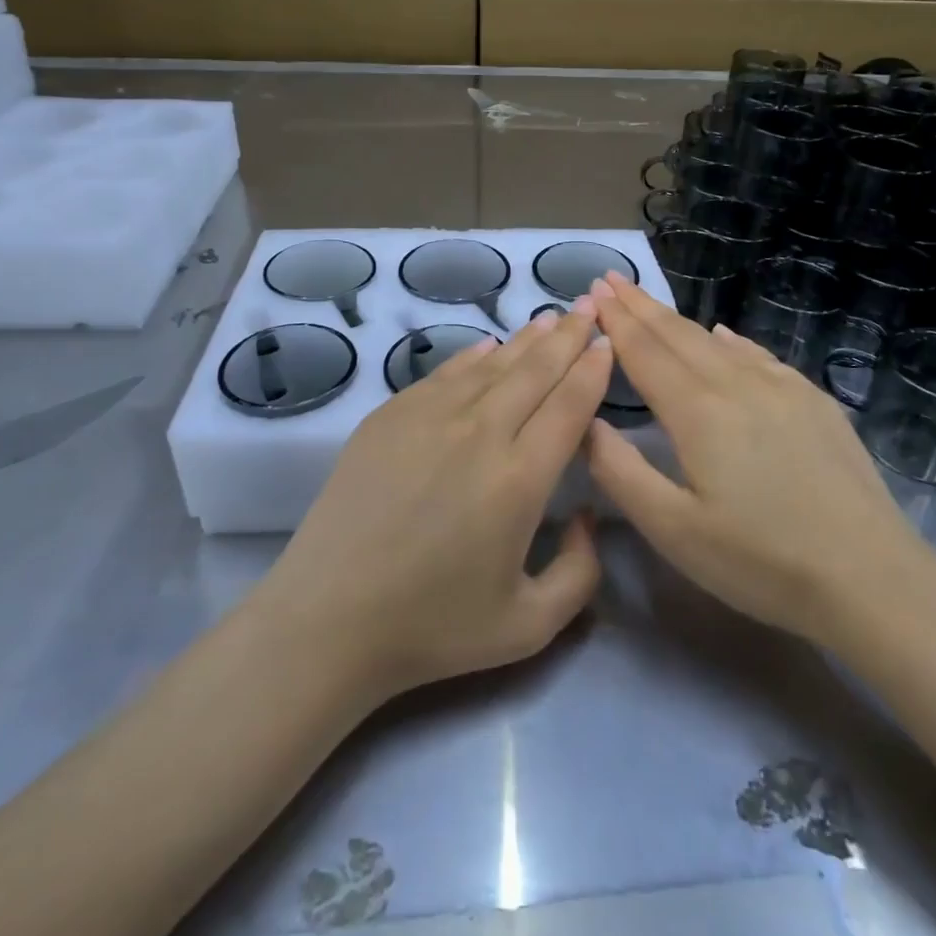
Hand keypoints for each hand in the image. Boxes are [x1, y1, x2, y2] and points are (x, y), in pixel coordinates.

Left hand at [255, 302, 610, 704]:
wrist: (329, 617)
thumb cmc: (433, 627)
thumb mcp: (529, 625)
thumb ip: (580, 573)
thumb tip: (588, 516)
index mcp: (520, 478)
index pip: (570, 406)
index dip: (592, 369)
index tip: (607, 344)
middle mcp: (480, 433)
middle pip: (536, 370)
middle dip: (567, 336)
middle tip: (588, 308)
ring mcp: (430, 416)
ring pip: (492, 364)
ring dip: (526, 339)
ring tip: (549, 319)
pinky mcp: (391, 415)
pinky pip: (445, 372)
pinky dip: (474, 356)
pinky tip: (489, 347)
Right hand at [585, 272, 923, 641]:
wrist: (872, 577)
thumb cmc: (761, 562)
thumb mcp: (674, 531)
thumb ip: (621, 471)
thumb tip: (587, 421)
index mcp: (697, 411)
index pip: (644, 351)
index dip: (615, 321)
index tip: (593, 290)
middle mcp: (737, 383)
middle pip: (677, 334)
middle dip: (640, 305)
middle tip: (611, 279)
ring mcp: (782, 388)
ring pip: (716, 340)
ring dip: (678, 319)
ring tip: (651, 303)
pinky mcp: (813, 401)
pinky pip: (758, 355)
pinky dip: (729, 339)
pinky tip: (723, 334)